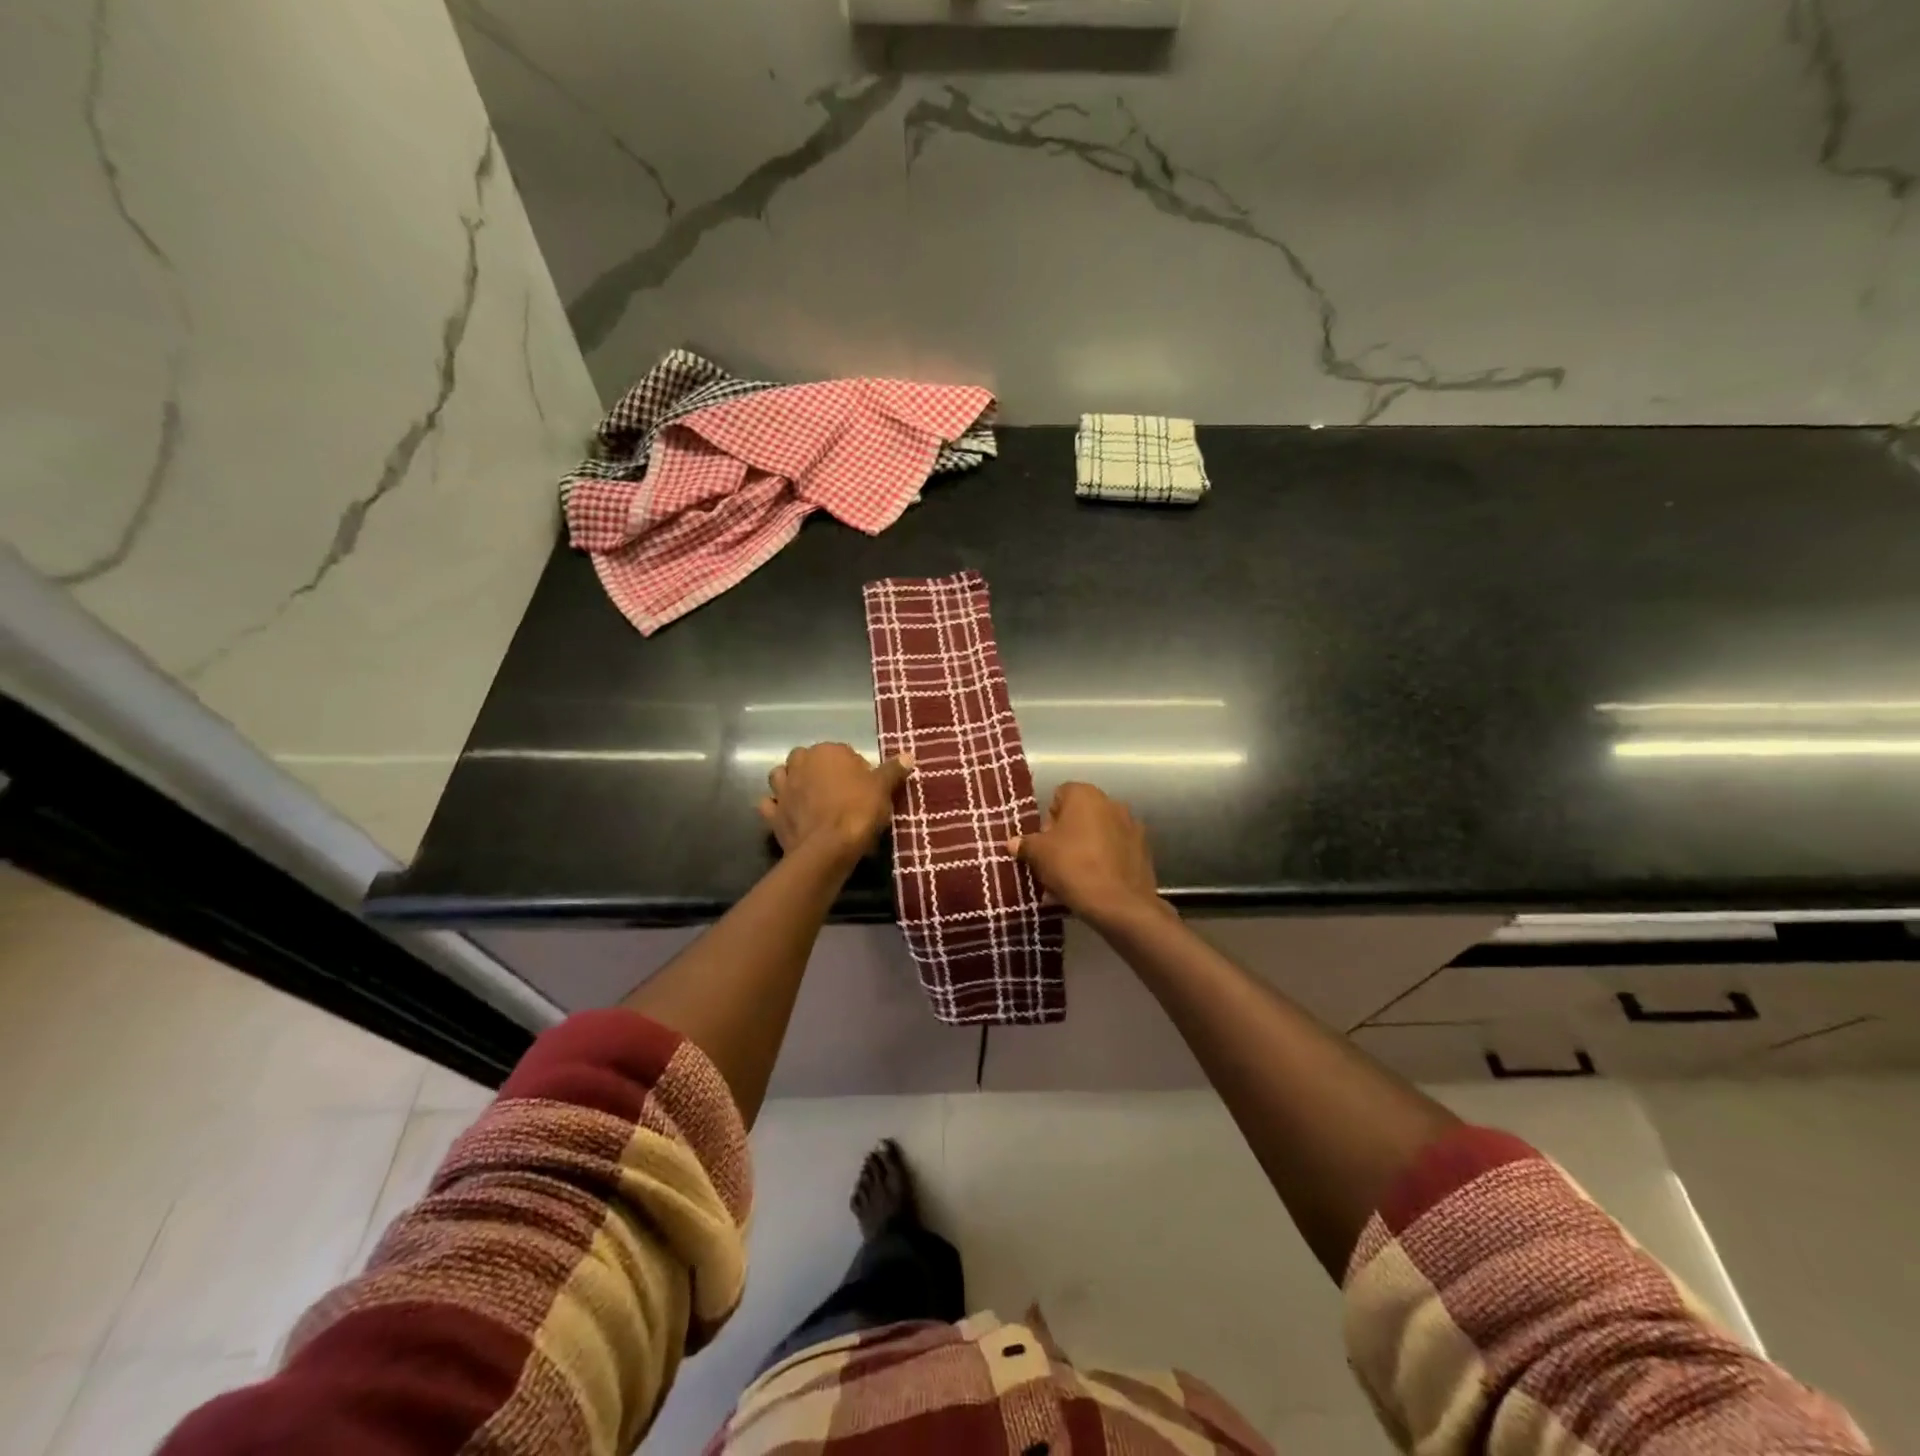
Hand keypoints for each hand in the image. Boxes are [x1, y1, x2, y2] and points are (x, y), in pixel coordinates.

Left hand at [759, 743, 911, 860]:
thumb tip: (908, 756)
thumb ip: (893, 770)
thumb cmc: (858, 811)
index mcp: (826, 752)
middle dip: (819, 770)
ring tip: (808, 797)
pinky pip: (770, 805)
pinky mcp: (773, 814)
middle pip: (808, 759)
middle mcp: (799, 764)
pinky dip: (777, 807)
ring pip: (781, 776)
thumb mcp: (883, 789)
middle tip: (838, 791)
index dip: (854, 769)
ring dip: (791, 782)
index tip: (864, 787)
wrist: (827, 848)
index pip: (843, 752)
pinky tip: (788, 814)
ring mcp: (782, 789)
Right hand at [1009, 782, 1168, 927]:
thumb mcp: (1038, 855)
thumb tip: (1014, 842)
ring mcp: (1131, 826)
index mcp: (1085, 795)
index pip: (1059, 796)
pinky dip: (1103, 862)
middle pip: (1079, 816)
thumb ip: (1025, 844)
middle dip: (1066, 836)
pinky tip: (1093, 885)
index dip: (1047, 819)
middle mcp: (1112, 803)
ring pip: (1097, 835)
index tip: (1042, 843)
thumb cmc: (1073, 867)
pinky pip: (1114, 851)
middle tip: (1055, 861)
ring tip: (1072, 879)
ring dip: (1084, 849)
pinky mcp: (1143, 850)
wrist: (1120, 904)